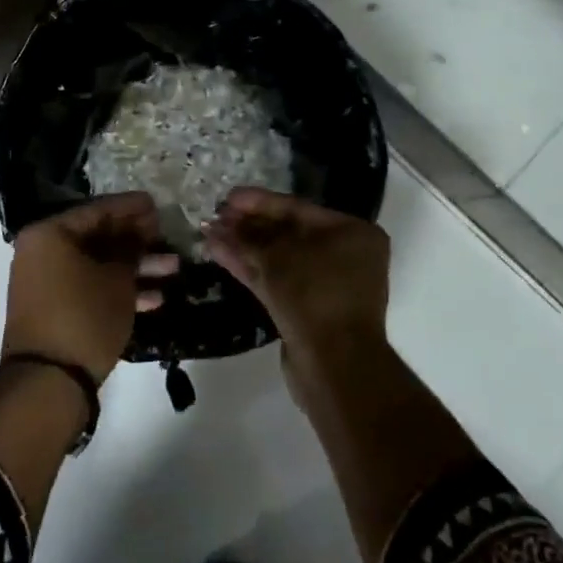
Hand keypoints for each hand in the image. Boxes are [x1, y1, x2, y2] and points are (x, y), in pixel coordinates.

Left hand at [4, 193, 178, 383]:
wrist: (48, 382)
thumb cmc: (84, 316)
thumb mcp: (117, 279)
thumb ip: (130, 249)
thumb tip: (139, 232)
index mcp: (51, 233)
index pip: (98, 210)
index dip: (132, 208)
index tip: (158, 205)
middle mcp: (44, 252)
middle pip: (98, 237)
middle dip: (137, 240)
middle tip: (167, 237)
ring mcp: (48, 282)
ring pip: (98, 265)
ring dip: (135, 267)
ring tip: (174, 268)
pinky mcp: (56, 309)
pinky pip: (90, 287)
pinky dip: (118, 289)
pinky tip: (156, 298)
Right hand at [204, 188, 389, 386]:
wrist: (335, 365)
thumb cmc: (315, 295)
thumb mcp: (278, 258)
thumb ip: (247, 238)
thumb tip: (217, 228)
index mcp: (352, 233)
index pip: (297, 208)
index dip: (258, 202)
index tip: (227, 198)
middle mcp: (345, 254)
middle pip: (287, 232)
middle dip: (248, 226)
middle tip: (215, 217)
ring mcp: (327, 283)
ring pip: (279, 258)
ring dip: (244, 247)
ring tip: (210, 234)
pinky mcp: (310, 308)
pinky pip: (278, 279)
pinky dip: (251, 268)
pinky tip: (220, 254)